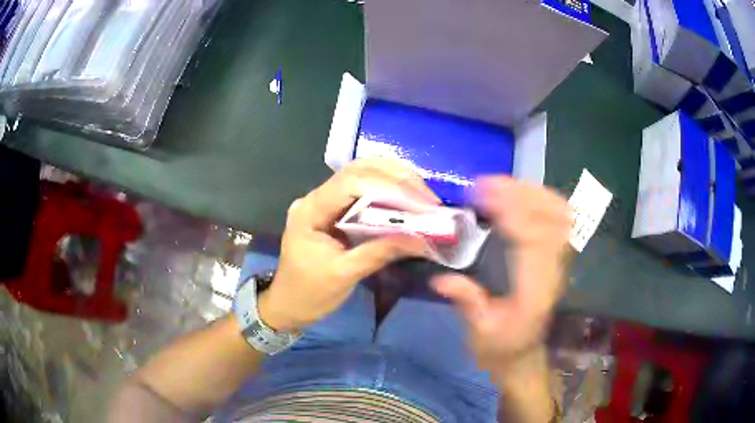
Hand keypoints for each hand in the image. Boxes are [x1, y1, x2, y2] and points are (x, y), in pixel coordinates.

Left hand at [259, 158, 438, 331]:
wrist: (288, 304)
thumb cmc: (310, 293)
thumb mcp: (344, 275)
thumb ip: (380, 252)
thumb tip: (421, 238)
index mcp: (310, 211)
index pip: (351, 182)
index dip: (389, 186)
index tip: (420, 202)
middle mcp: (315, 198)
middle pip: (358, 170)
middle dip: (396, 178)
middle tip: (428, 197)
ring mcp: (324, 201)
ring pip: (362, 175)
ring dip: (394, 180)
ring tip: (422, 196)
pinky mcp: (334, 210)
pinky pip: (362, 191)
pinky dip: (387, 192)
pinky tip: (406, 200)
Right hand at [432, 177, 571, 378]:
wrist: (523, 355)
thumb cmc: (499, 347)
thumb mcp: (479, 333)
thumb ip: (467, 303)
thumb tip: (440, 280)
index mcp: (534, 292)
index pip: (533, 242)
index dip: (513, 213)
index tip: (485, 194)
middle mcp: (553, 272)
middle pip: (552, 222)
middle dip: (523, 195)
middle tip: (489, 183)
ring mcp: (559, 264)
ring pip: (561, 218)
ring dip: (535, 194)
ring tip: (504, 183)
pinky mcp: (558, 259)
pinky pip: (562, 222)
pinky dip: (545, 201)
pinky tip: (524, 195)